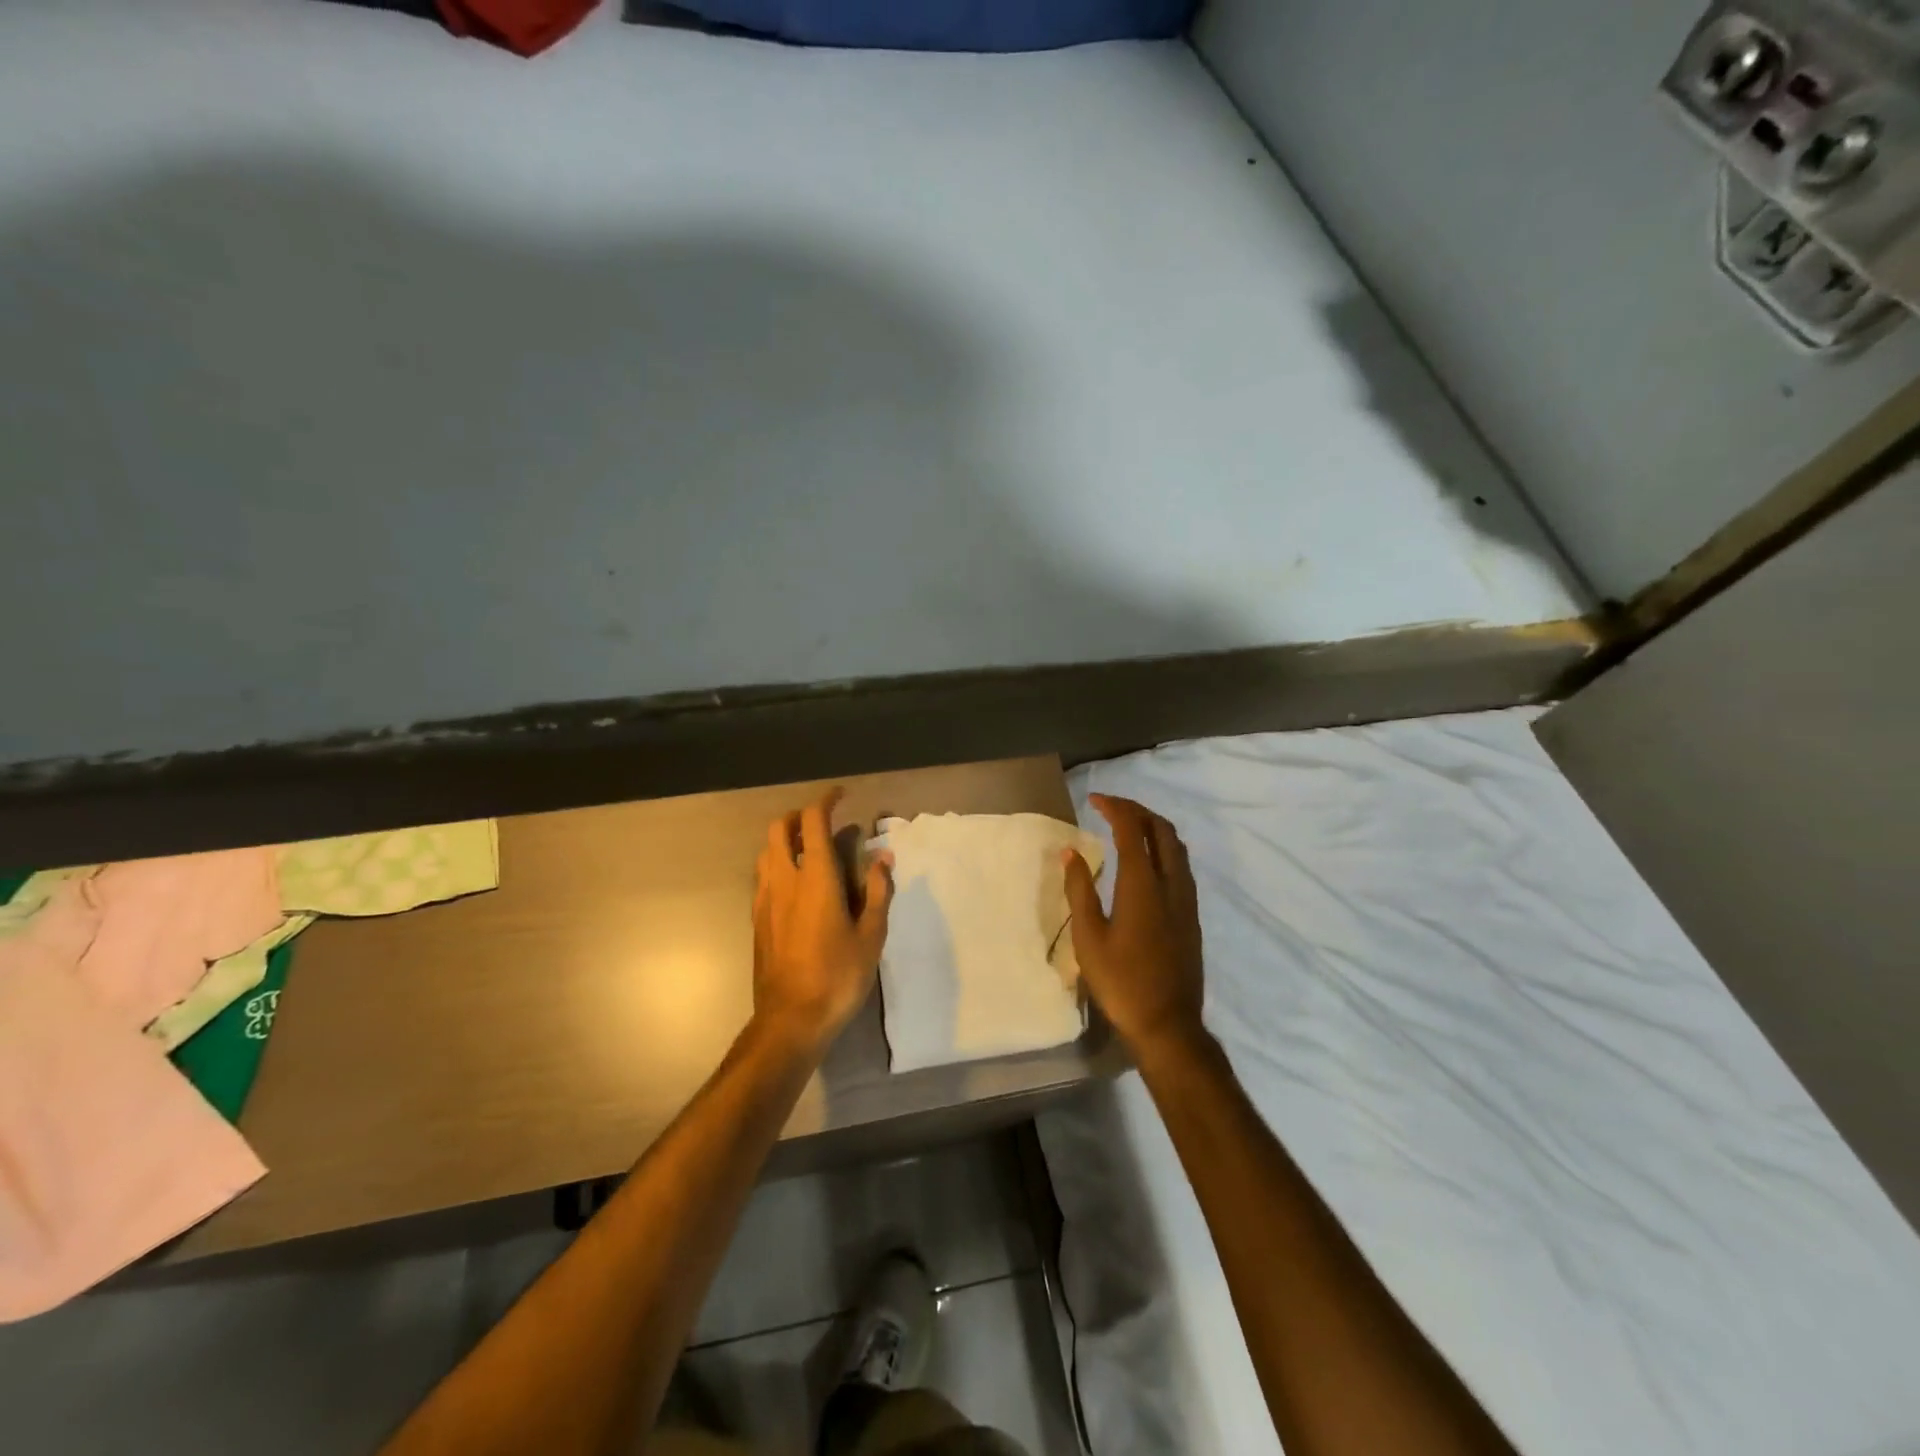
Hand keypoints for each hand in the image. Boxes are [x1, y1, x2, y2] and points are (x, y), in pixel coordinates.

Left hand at [752, 788, 893, 1053]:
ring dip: (785, 840)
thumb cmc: (838, 975)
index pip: (812, 821)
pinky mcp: (756, 919)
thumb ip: (878, 891)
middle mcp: (784, 879)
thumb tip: (883, 857)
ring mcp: (764, 899)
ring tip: (810, 851)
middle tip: (823, 823)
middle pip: (779, 828)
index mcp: (814, 877)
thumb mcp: (871, 934)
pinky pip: (763, 876)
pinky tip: (797, 886)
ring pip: (766, 851)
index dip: (825, 800)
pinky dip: (777, 865)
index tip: (841, 795)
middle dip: (799, 816)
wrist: (791, 1019)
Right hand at [1063, 793, 1205, 1065]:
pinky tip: (1147, 862)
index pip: (1132, 830)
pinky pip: (1181, 866)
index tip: (1095, 799)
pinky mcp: (1192, 916)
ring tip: (1128, 827)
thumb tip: (1070, 852)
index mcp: (1143, 885)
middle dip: (1138, 810)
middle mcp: (1171, 884)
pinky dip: (1163, 848)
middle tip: (1111, 807)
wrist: (1168, 1026)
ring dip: (1153, 827)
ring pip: (1177, 847)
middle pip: (1162, 830)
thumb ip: (1080, 890)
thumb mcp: (1089, 938)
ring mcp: (1186, 900)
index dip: (1115, 808)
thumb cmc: (1121, 982)